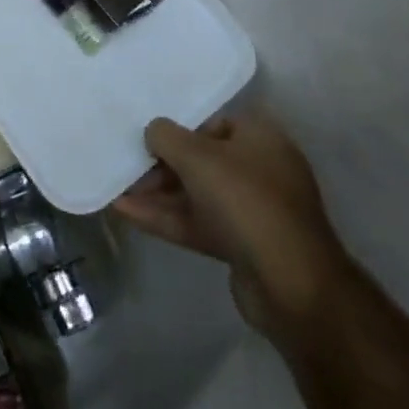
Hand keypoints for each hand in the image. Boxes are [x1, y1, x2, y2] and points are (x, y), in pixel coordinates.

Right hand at [112, 106, 349, 336]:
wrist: (291, 286)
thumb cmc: (245, 201)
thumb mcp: (196, 156)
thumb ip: (165, 135)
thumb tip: (153, 132)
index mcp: (260, 138)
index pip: (213, 123)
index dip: (180, 129)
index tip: (149, 139)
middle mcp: (260, 170)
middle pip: (202, 160)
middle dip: (162, 165)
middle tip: (128, 167)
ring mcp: (252, 211)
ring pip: (197, 194)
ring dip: (158, 193)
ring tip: (117, 189)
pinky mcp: (242, 246)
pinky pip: (198, 223)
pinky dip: (166, 218)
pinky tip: (126, 213)